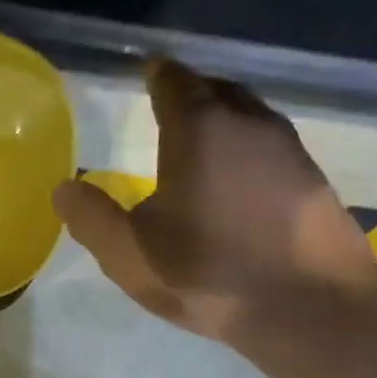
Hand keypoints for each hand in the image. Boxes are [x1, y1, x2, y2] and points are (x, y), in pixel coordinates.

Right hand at [52, 59, 376, 346]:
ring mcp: (288, 148)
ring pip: (247, 115)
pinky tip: (234, 178)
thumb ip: (91, 218)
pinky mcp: (311, 177)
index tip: (146, 71)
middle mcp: (248, 123)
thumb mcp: (129, 254)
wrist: (309, 307)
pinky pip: (268, 144)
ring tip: (197, 140)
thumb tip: (64, 189)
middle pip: (215, 90)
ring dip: (220, 118)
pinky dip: (244, 147)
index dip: (156, 74)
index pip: (174, 82)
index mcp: (199, 129)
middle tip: (166, 105)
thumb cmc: (208, 273)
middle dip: (190, 92)